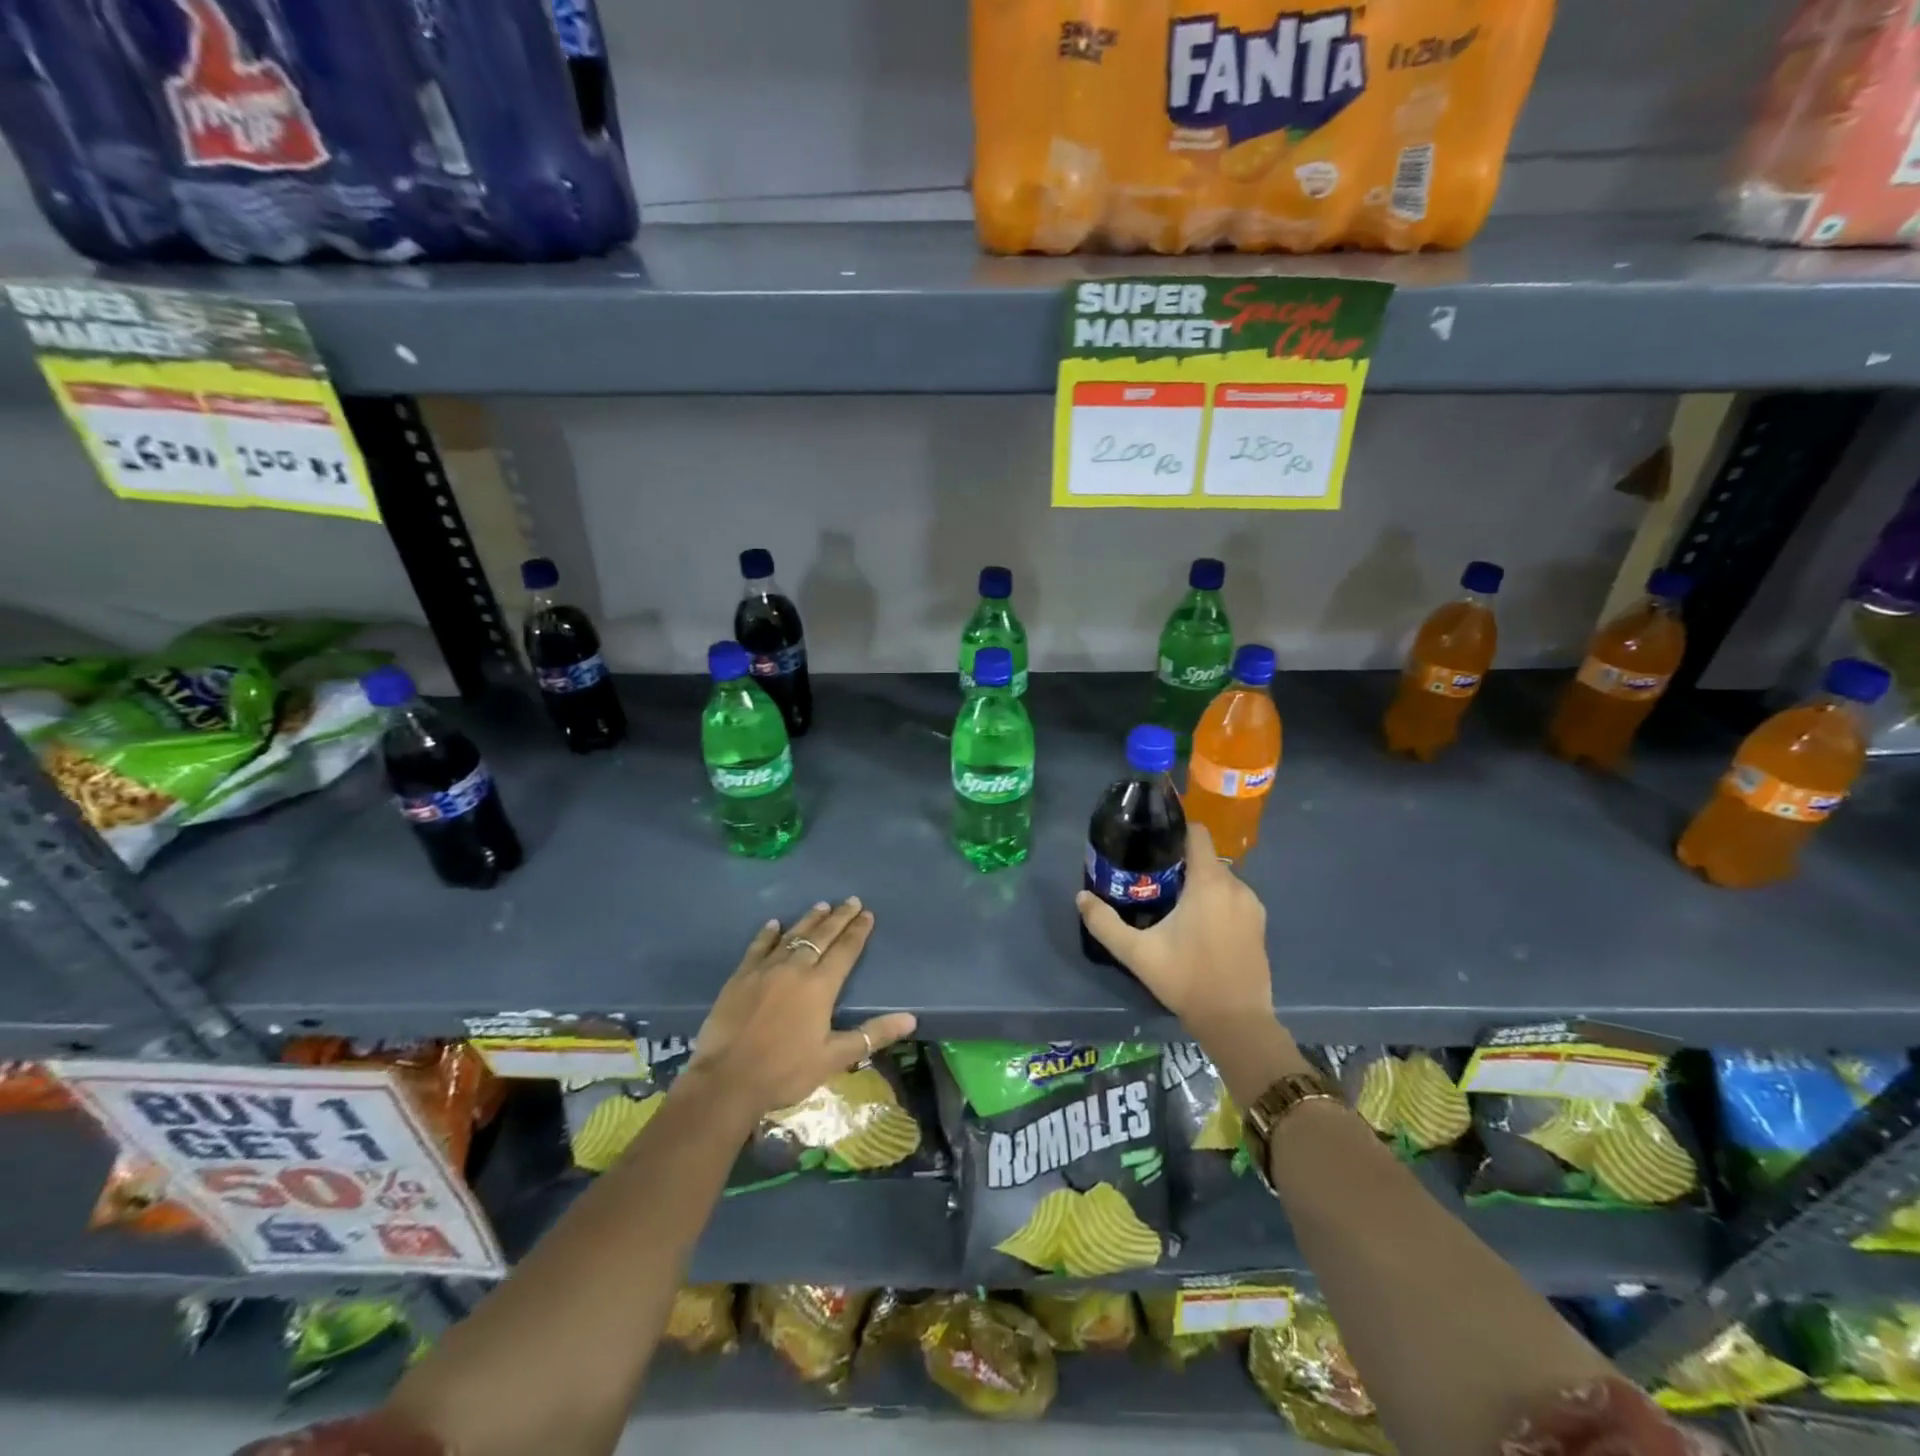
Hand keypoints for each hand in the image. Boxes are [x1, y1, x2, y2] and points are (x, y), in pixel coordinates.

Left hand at [686, 897, 916, 1117]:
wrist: (726, 1080)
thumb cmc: (785, 1071)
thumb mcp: (834, 1058)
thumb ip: (872, 1035)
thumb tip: (910, 1019)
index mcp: (820, 986)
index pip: (845, 950)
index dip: (858, 931)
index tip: (867, 914)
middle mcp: (795, 968)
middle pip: (822, 936)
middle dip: (839, 917)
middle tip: (851, 901)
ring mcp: (765, 969)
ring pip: (792, 936)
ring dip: (809, 920)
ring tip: (822, 906)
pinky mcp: (740, 977)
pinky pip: (758, 947)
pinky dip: (768, 934)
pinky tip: (774, 924)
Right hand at [1076, 822, 1271, 1039]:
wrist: (1236, 1022)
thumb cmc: (1186, 979)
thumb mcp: (1137, 953)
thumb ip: (1104, 922)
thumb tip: (1081, 896)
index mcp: (1209, 883)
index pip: (1197, 834)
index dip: (1175, 830)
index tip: (1152, 842)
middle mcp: (1236, 886)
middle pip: (1206, 858)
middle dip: (1181, 864)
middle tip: (1153, 881)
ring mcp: (1252, 906)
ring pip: (1220, 880)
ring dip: (1199, 886)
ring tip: (1173, 905)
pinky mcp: (1260, 925)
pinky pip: (1233, 899)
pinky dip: (1216, 903)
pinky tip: (1198, 927)